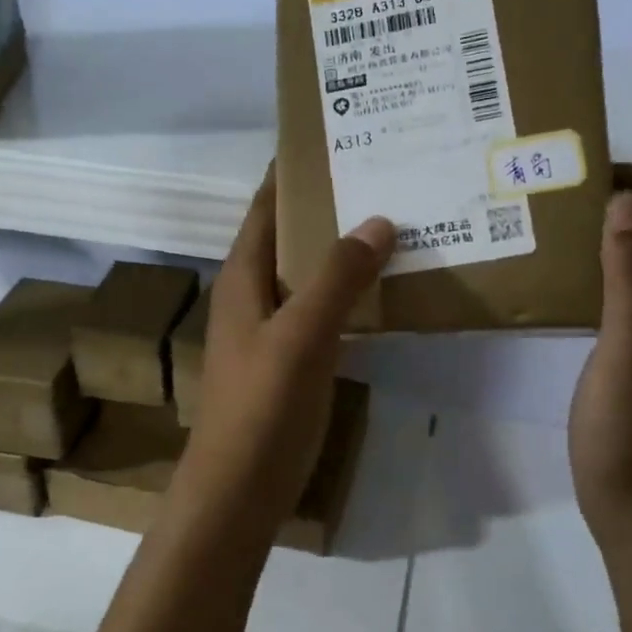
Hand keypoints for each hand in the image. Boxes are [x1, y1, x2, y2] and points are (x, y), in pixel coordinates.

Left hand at [177, 172, 393, 529]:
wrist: (239, 491)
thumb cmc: (262, 407)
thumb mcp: (302, 335)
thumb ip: (338, 277)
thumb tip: (377, 220)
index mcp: (243, 277)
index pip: (264, 207)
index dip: (289, 173)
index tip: (331, 140)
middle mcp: (252, 296)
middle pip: (288, 236)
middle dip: (326, 206)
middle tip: (380, 177)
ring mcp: (269, 332)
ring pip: (307, 275)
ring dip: (340, 251)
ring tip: (392, 224)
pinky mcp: (288, 363)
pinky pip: (320, 312)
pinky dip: (347, 294)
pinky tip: (382, 293)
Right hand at [569, 164, 631, 550]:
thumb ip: (631, 276)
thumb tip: (625, 199)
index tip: (583, 161)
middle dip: (615, 197)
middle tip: (555, 187)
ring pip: (628, 265)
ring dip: (597, 234)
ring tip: (543, 222)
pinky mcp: (621, 360)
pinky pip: (608, 298)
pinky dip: (586, 274)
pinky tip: (548, 282)